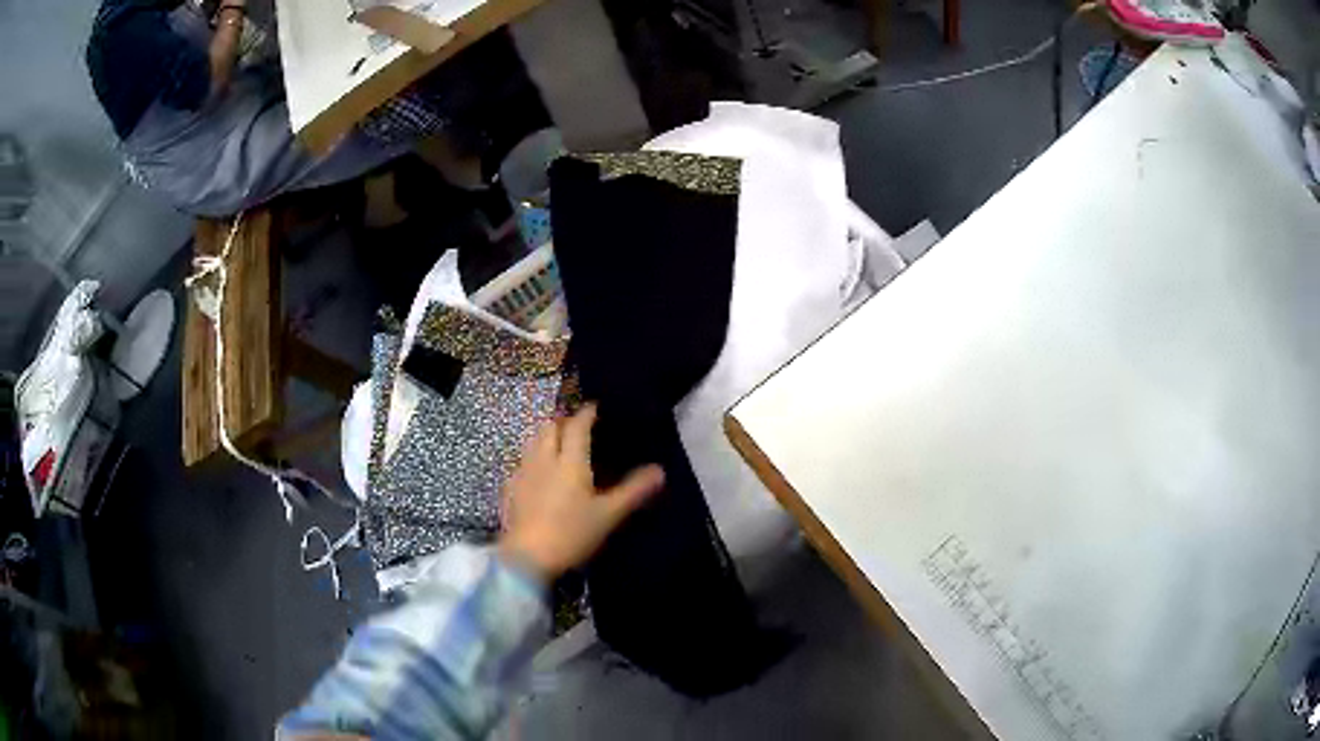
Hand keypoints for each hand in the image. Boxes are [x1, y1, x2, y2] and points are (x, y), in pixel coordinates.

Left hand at [499, 405, 663, 582]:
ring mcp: (523, 472)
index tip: (595, 408)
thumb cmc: (571, 533)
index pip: (577, 425)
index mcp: (570, 460)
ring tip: (558, 445)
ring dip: (546, 437)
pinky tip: (537, 474)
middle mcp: (544, 458)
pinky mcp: (509, 489)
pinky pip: (521, 463)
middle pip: (550, 427)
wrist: (527, 558)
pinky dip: (532, 459)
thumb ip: (633, 491)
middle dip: (563, 422)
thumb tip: (659, 470)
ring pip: (533, 441)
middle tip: (577, 428)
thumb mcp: (608, 515)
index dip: (587, 414)